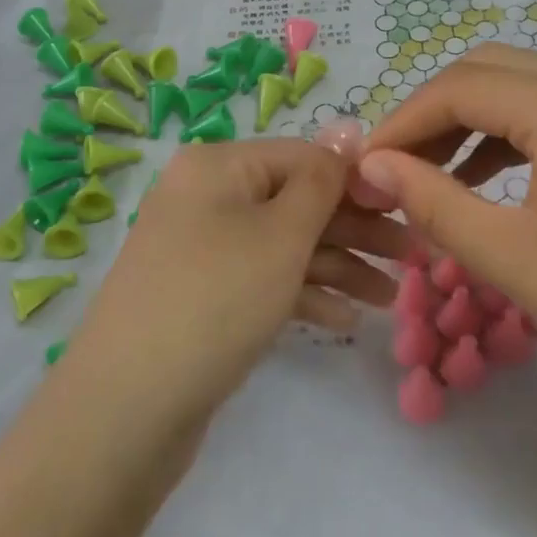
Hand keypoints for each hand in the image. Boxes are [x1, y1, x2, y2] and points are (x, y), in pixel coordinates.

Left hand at [68, 140, 405, 424]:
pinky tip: (342, 321)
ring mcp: (201, 249)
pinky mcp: (201, 296)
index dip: (357, 181)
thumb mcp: (281, 234)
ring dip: (337, 266)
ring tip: (389, 298)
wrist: (125, 409)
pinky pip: (261, 280)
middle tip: (411, 258)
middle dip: (355, 229)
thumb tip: (348, 127)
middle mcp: (206, 197)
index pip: (303, 156)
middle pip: (295, 201)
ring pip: (283, 244)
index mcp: (218, 166)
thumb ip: (322, 180)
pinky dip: (301, 294)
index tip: (408, 209)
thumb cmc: (216, 300)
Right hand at [356, 44, 536, 414]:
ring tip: (433, 175)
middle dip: (434, 112)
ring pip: (525, 87)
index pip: (463, 87)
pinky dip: (511, 135)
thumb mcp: (511, 259)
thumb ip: (433, 202)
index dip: (404, 120)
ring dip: (471, 121)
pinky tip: (486, 180)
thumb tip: (371, 166)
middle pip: (492, 70)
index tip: (366, 164)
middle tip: (395, 166)